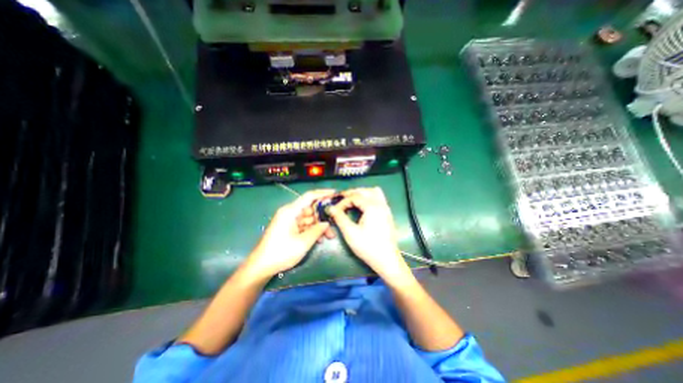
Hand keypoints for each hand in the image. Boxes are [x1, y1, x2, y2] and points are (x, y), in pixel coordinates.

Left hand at [249, 189, 338, 278]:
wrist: (262, 266)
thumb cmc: (281, 252)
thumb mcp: (303, 242)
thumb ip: (317, 230)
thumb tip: (326, 223)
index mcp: (290, 211)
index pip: (309, 196)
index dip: (323, 193)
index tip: (335, 194)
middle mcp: (290, 213)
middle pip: (311, 209)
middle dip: (323, 216)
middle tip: (335, 223)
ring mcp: (289, 221)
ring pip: (309, 219)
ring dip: (319, 226)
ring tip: (329, 236)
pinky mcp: (289, 228)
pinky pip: (304, 226)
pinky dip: (312, 231)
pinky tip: (320, 239)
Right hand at [326, 187, 406, 281]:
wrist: (387, 260)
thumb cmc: (368, 247)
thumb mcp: (351, 233)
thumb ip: (340, 218)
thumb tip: (330, 208)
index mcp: (372, 207)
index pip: (354, 197)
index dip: (342, 202)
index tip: (335, 210)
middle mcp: (381, 204)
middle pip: (364, 190)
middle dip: (351, 193)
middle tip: (341, 200)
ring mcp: (386, 208)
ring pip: (373, 192)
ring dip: (362, 193)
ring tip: (352, 200)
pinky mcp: (387, 214)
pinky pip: (378, 198)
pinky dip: (369, 197)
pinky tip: (363, 206)